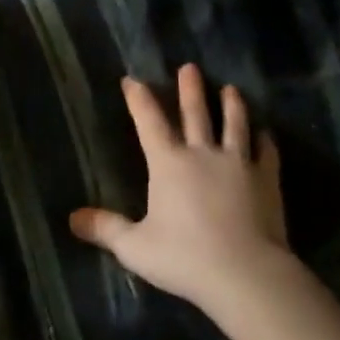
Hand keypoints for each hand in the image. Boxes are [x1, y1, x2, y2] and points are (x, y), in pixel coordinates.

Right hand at [69, 63, 291, 314]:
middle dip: (190, 88)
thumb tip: (72, 218)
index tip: (132, 79)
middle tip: (190, 67)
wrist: (245, 272)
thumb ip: (106, 229)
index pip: (149, 122)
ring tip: (231, 89)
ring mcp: (238, 162)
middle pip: (195, 113)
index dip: (139, 99)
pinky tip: (265, 133)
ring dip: (232, 104)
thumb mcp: (136, 248)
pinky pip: (266, 151)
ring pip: (234, 124)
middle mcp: (203, 153)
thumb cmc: (185, 258)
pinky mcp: (266, 178)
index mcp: (168, 164)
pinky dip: (264, 140)